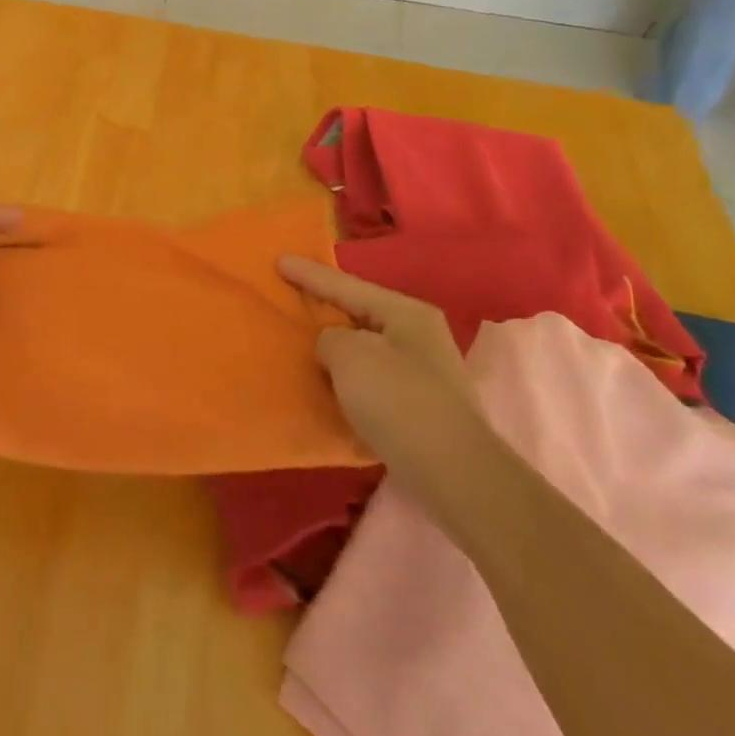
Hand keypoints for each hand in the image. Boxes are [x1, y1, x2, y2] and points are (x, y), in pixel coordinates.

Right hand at [279, 257, 482, 469]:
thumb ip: (330, 337)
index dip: (310, 274)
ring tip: (302, 344)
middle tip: (291, 298)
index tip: (279, 260)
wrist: (455, 474)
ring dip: (336, 349)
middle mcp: (419, 337)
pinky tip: (328, 385)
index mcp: (406, 313)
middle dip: (326, 309)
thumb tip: (334, 346)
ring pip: (365, 350)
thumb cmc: (399, 401)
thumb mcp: (349, 355)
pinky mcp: (419, 409)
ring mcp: (423, 375)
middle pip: (360, 314)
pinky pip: (371, 381)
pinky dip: (348, 380)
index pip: (347, 285)